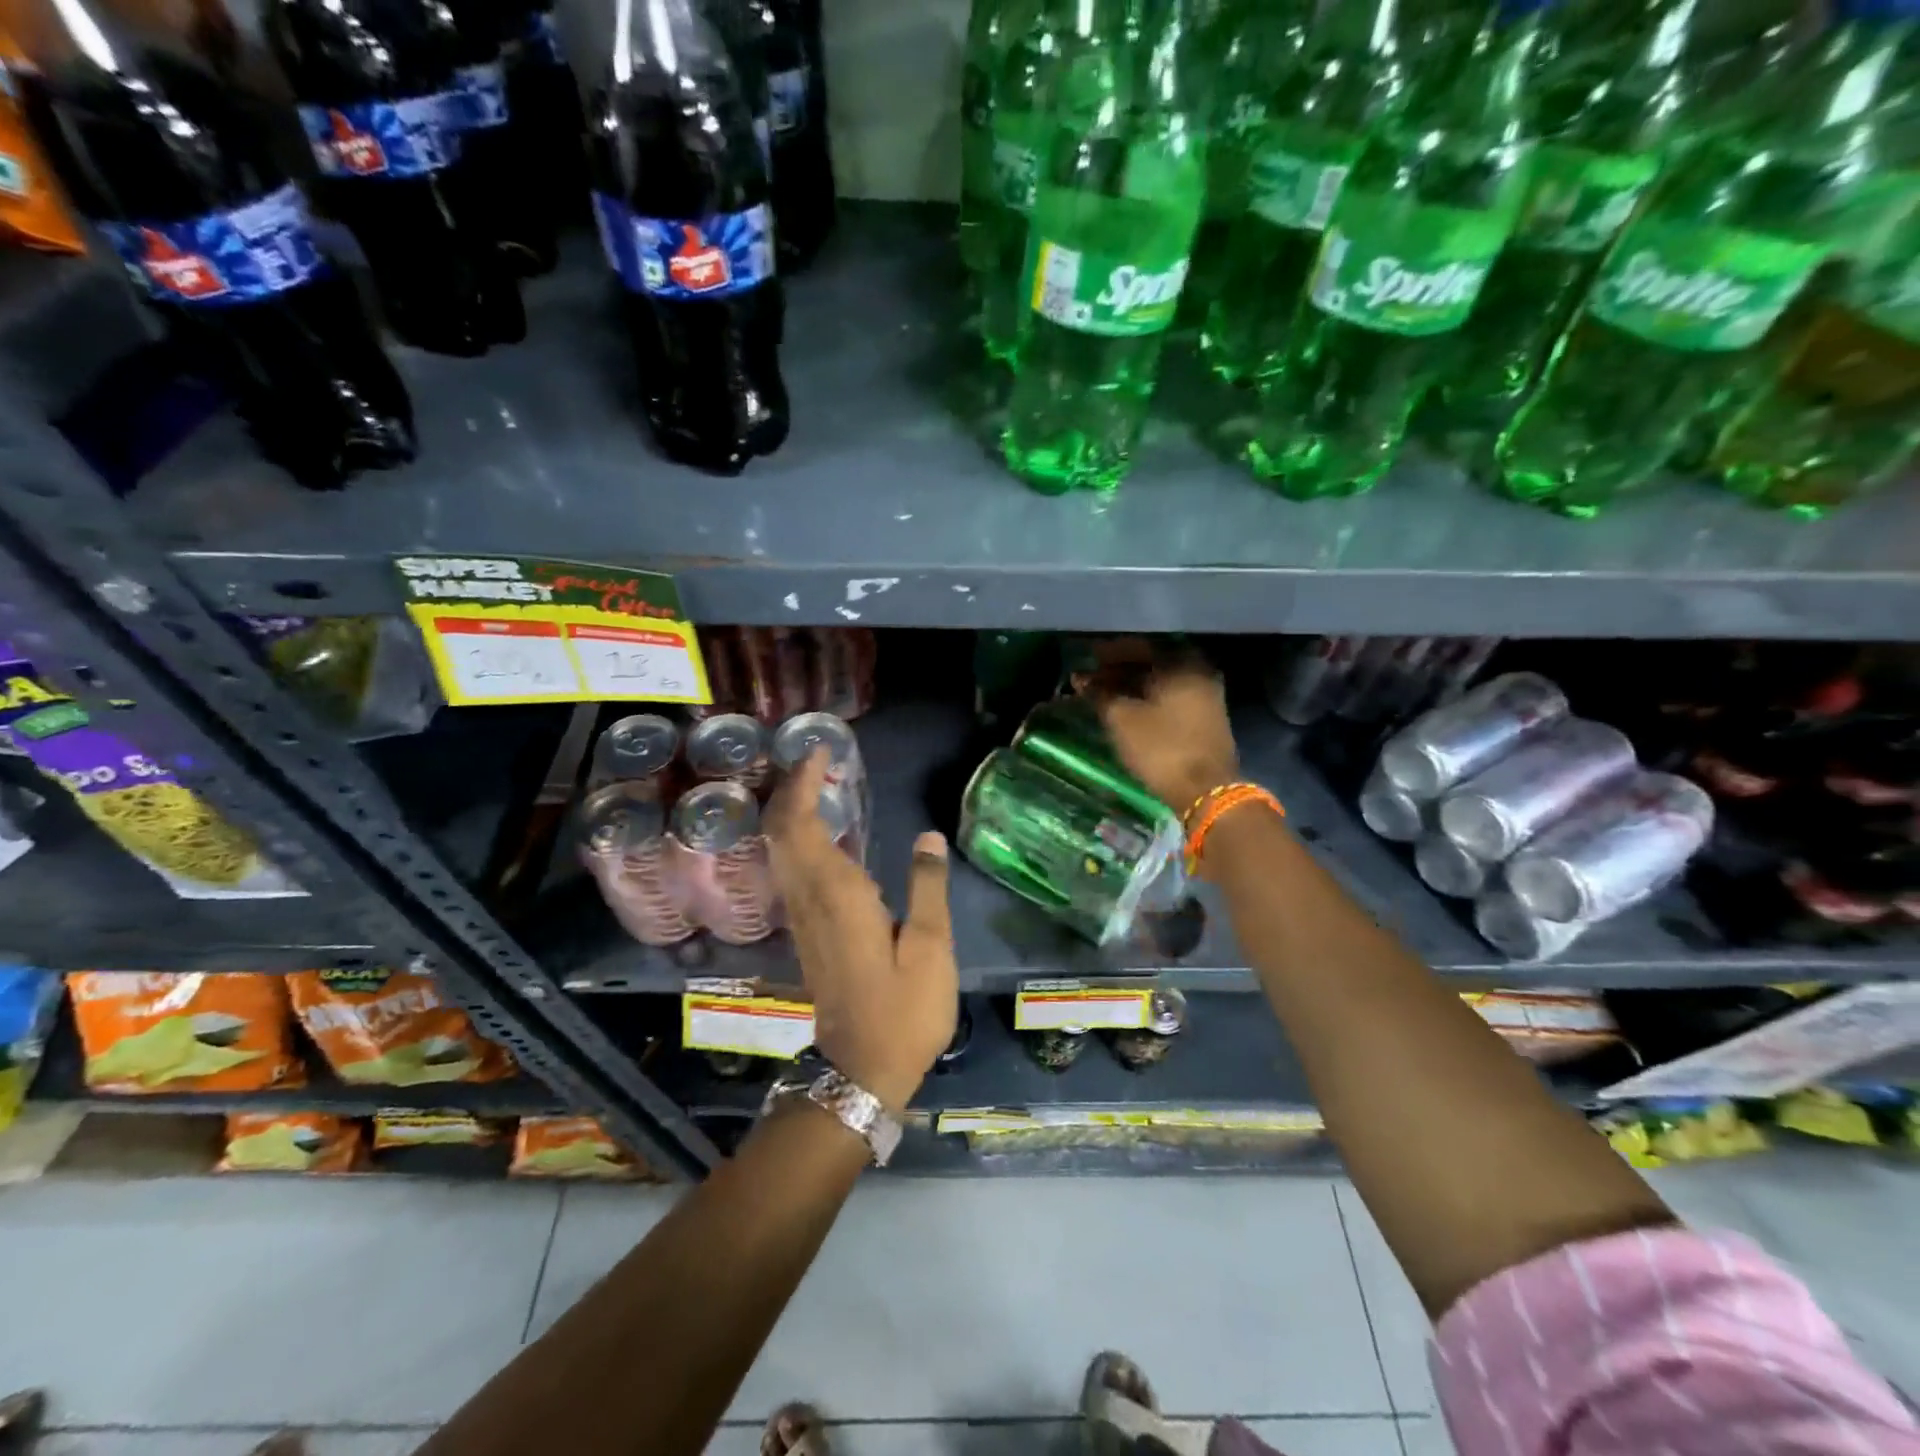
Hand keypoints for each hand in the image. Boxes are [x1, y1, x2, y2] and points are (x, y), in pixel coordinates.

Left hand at [765, 750, 957, 1113]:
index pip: (800, 824)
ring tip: (819, 785)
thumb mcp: (931, 947)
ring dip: (791, 812)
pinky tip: (825, 835)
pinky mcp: (807, 931)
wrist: (861, 1069)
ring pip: (781, 850)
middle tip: (818, 761)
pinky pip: (790, 869)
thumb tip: (929, 835)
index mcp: (836, 894)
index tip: (818, 753)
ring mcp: (802, 916)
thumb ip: (928, 886)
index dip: (802, 784)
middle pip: (781, 831)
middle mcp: (809, 898)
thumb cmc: (903, 1009)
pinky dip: (798, 838)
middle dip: (791, 790)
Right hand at [1084, 651, 1240, 813]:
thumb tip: (1081, 678)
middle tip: (1090, 677)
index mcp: (1181, 664)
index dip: (1108, 653)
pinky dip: (1146, 698)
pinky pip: (1170, 697)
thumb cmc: (1161, 748)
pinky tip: (1126, 708)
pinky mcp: (1205, 718)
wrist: (1206, 791)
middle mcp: (1198, 672)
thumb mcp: (1122, 719)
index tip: (1085, 658)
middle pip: (1152, 663)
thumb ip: (1100, 694)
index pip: (1139, 646)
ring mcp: (1205, 696)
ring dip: (1131, 685)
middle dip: (1118, 669)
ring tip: (1102, 694)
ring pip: (1160, 682)